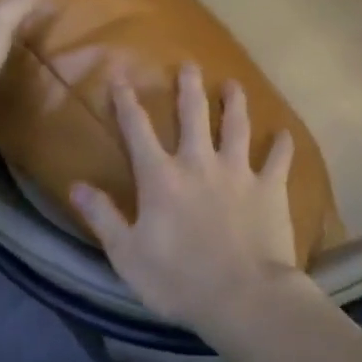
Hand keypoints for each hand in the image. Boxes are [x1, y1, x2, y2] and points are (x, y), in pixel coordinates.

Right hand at [70, 63, 304, 330]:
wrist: (242, 297)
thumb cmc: (178, 280)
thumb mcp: (126, 254)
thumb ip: (102, 216)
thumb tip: (75, 185)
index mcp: (161, 177)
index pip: (138, 130)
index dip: (126, 102)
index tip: (120, 76)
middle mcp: (199, 163)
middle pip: (193, 114)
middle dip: (188, 87)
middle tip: (189, 65)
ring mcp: (238, 172)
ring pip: (236, 126)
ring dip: (235, 103)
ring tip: (234, 84)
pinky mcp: (270, 188)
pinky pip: (279, 159)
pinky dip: (282, 145)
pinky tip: (285, 134)